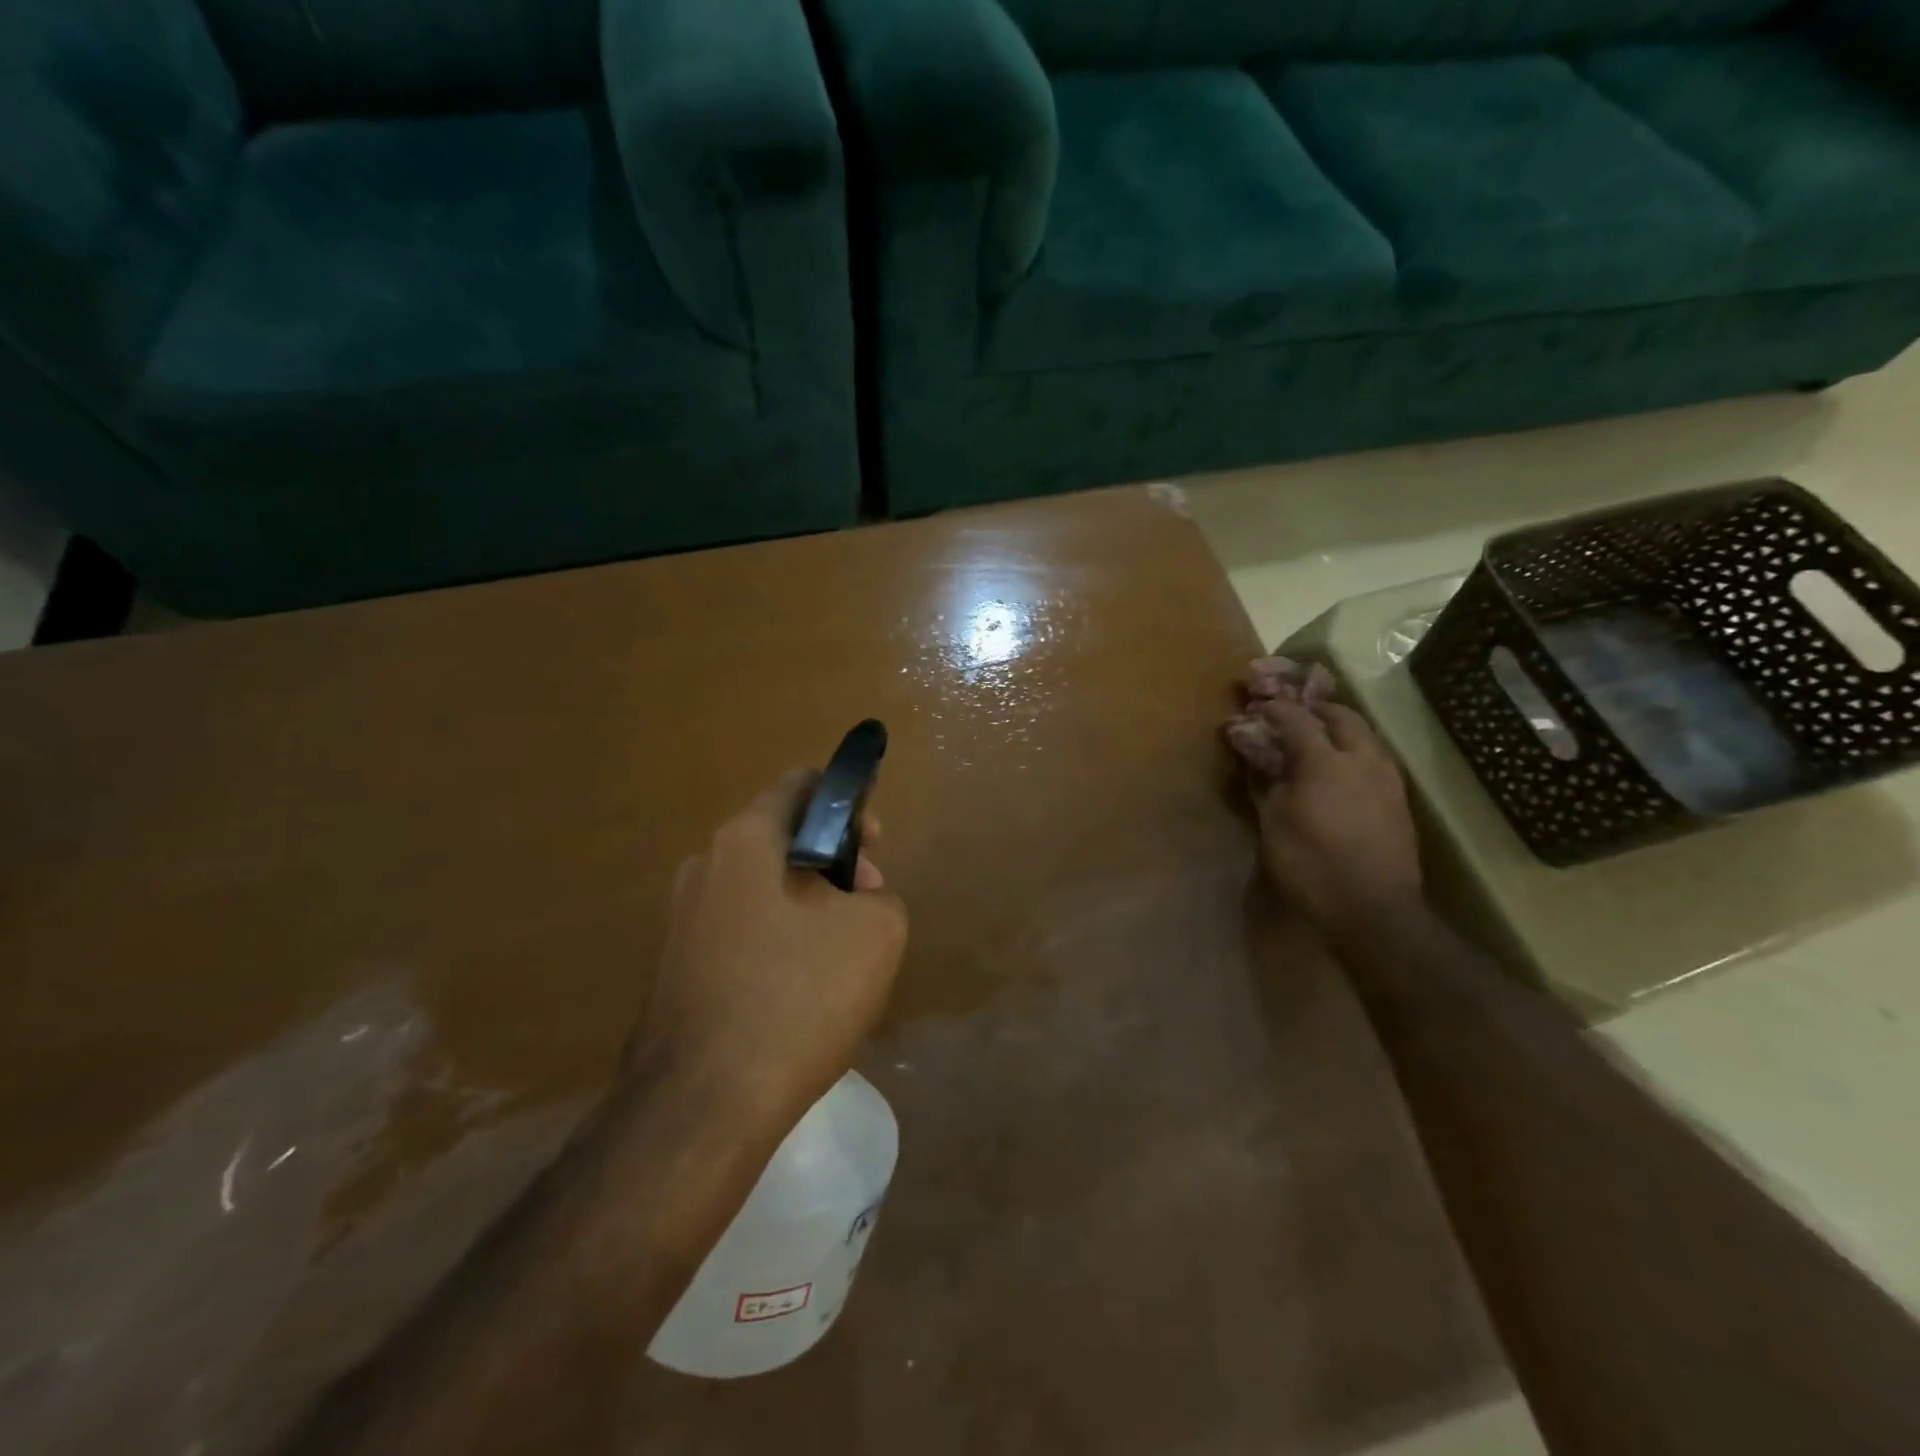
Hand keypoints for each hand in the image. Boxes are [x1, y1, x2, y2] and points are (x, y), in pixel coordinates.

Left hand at [626, 771, 908, 1127]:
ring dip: (808, 903)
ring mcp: (683, 918)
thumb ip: (879, 896)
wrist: (703, 1105)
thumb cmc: (798, 995)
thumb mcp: (876, 932)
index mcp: (746, 840)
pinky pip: (742, 930)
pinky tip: (802, 989)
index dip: (848, 801)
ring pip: (763, 888)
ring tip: (842, 955)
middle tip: (868, 904)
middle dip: (834, 861)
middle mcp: (705, 865)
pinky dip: (779, 939)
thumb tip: (855, 901)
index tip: (875, 843)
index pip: (801, 786)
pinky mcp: (677, 966)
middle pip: (782, 839)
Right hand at [1239, 696, 1423, 933]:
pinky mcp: (1400, 801)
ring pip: (1367, 736)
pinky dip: (1357, 752)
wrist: (1373, 909)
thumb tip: (1258, 761)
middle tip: (1296, 714)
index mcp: (1324, 761)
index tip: (1260, 707)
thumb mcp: (1273, 824)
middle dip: (1318, 710)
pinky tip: (1344, 770)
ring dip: (1343, 729)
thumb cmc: (1310, 865)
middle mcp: (1362, 760)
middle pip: (1343, 717)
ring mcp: (1388, 779)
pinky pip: (1377, 759)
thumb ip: (1266, 785)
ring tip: (1321, 739)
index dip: (1277, 709)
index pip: (1297, 719)